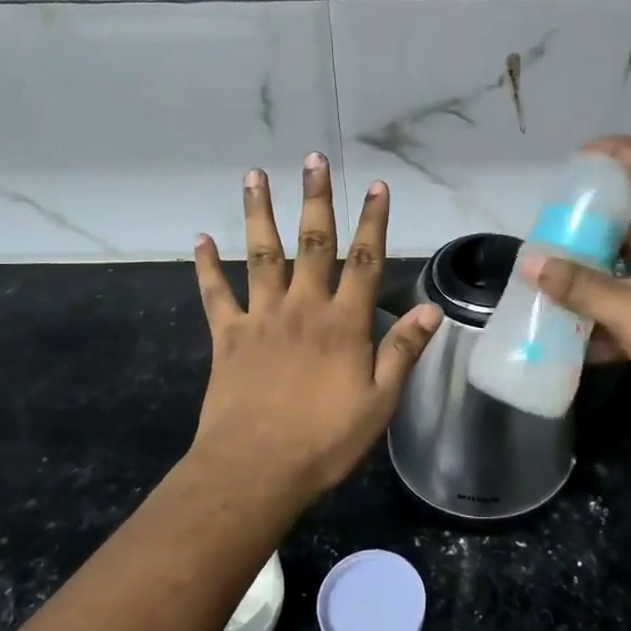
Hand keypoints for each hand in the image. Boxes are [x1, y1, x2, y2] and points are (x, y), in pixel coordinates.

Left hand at [190, 153, 441, 495]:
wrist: (255, 470)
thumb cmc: (324, 440)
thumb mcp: (379, 402)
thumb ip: (402, 352)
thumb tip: (430, 310)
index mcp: (343, 323)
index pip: (364, 260)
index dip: (373, 221)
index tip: (377, 187)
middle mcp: (303, 307)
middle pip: (311, 243)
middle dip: (315, 199)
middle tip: (314, 160)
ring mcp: (261, 318)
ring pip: (261, 255)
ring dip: (259, 214)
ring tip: (255, 176)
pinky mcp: (228, 337)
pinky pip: (216, 295)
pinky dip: (207, 267)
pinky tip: (199, 240)